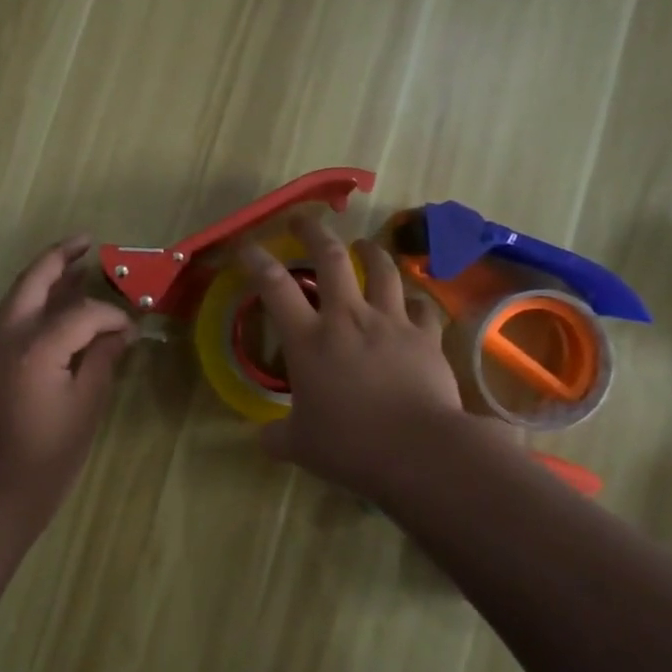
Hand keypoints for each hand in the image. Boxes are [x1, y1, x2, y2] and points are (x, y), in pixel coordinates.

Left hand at [0, 236, 134, 519]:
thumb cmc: (50, 450)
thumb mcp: (88, 403)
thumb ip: (104, 356)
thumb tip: (122, 330)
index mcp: (36, 347)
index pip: (83, 313)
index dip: (111, 316)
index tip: (131, 329)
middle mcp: (3, 334)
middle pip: (34, 279)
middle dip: (61, 256)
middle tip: (86, 242)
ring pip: (15, 295)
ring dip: (43, 280)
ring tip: (73, 270)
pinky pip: (3, 316)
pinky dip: (27, 305)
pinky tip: (46, 311)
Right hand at [239, 214, 464, 499]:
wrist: (419, 450)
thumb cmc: (351, 446)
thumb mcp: (300, 447)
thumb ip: (276, 437)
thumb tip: (263, 439)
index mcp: (309, 340)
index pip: (273, 286)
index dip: (256, 259)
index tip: (246, 245)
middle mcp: (347, 318)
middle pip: (330, 257)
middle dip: (313, 231)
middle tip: (303, 220)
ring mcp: (390, 322)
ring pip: (381, 269)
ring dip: (369, 252)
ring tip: (363, 245)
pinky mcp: (425, 336)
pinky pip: (420, 305)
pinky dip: (412, 300)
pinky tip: (410, 302)